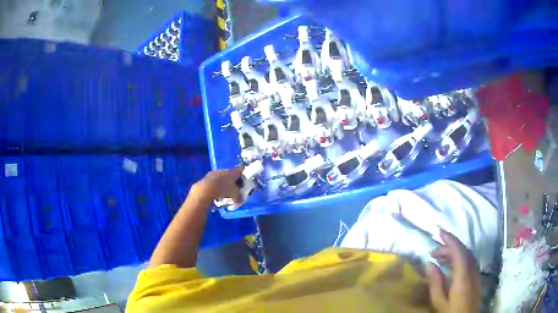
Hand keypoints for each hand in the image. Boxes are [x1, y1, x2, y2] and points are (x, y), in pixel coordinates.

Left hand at [192, 167, 244, 203]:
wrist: (205, 189)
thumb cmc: (224, 190)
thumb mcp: (235, 196)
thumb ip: (240, 198)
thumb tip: (241, 200)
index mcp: (233, 172)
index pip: (241, 170)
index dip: (244, 176)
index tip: (244, 183)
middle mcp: (224, 170)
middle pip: (231, 174)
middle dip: (233, 181)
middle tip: (234, 189)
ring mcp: (215, 172)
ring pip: (222, 177)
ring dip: (224, 183)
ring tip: (224, 193)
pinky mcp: (207, 177)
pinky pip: (214, 181)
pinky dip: (216, 186)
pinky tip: (216, 193)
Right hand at [427, 229, 480, 312]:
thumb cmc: (451, 312)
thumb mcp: (439, 302)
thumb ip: (435, 283)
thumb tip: (429, 264)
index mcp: (463, 276)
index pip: (459, 252)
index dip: (450, 240)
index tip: (439, 232)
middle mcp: (472, 271)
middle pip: (464, 251)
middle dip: (449, 246)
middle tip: (434, 251)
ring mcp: (476, 274)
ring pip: (467, 256)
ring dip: (454, 252)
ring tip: (439, 257)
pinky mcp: (476, 278)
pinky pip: (469, 262)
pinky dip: (459, 258)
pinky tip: (451, 265)